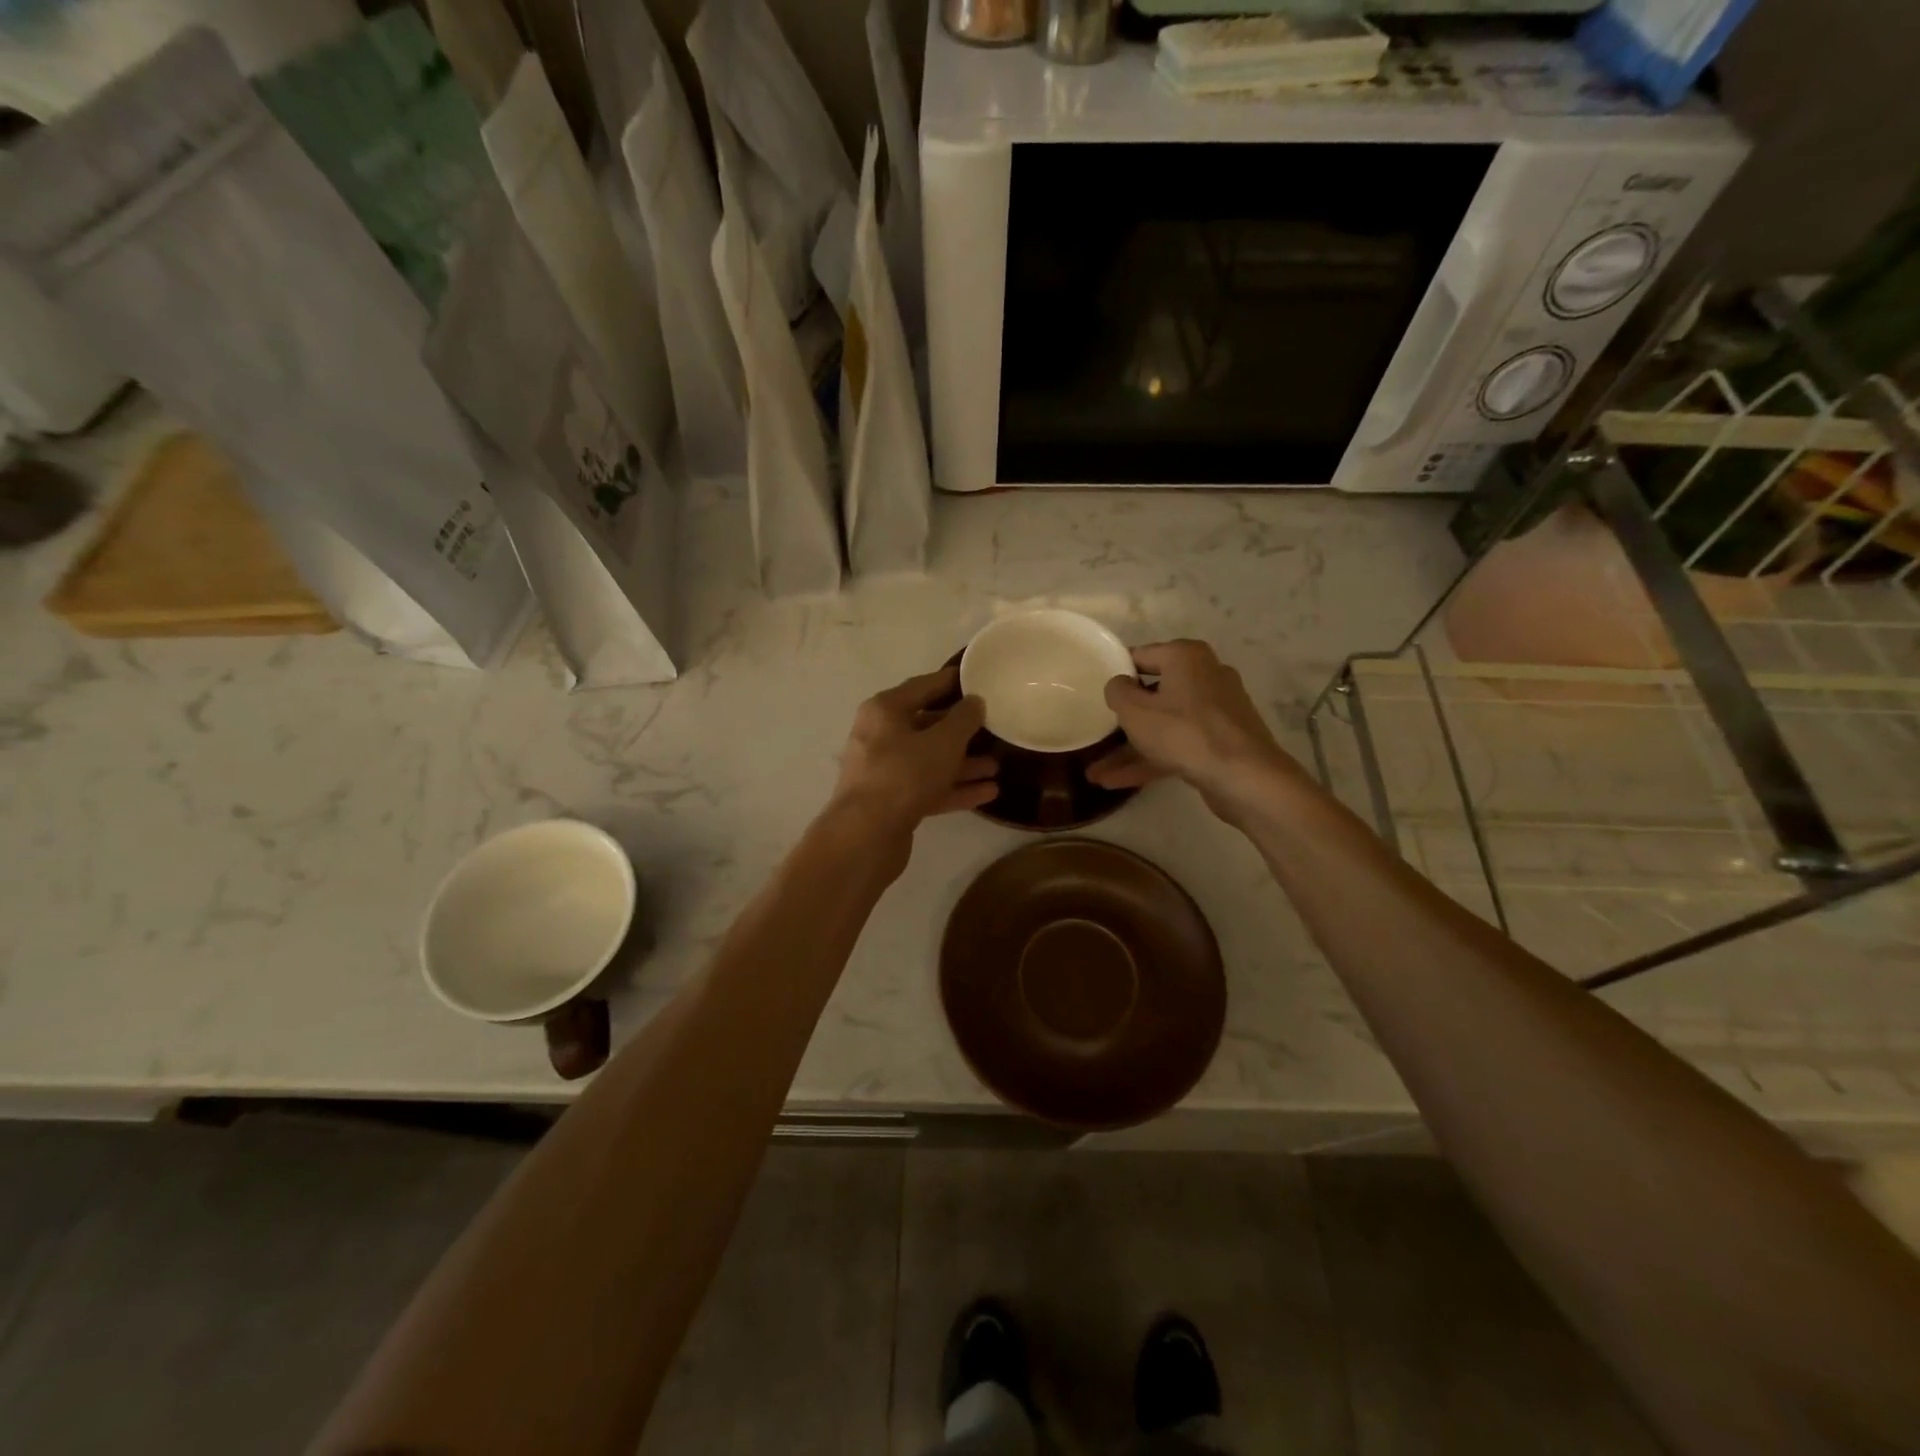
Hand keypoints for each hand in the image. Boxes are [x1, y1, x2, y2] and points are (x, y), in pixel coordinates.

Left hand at [828, 667, 997, 839]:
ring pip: (930, 760)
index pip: (923, 686)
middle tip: (994, 727)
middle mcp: (880, 736)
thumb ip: (963, 719)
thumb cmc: (905, 774)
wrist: (866, 835)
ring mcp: (885, 771)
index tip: (978, 680)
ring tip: (997, 765)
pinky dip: (955, 788)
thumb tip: (975, 702)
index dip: (952, 682)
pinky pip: (929, 787)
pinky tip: (988, 792)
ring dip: (963, 763)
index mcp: (885, 710)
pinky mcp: (892, 802)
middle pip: (927, 725)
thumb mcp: (943, 742)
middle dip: (961, 729)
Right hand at [1087, 640, 1299, 821]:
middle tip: (1098, 731)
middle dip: (1123, 719)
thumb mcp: (1135, 711)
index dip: (1116, 673)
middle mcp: (1205, 675)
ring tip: (1096, 773)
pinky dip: (1153, 759)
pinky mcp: (1221, 740)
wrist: (1245, 777)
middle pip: (1154, 693)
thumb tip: (1119, 684)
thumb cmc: (1184, 733)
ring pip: (1164, 724)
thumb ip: (1118, 691)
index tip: (1096, 692)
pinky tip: (1118, 782)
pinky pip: (1179, 744)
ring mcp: (1217, 710)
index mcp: (1186, 657)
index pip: (1141, 655)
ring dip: (1131, 748)